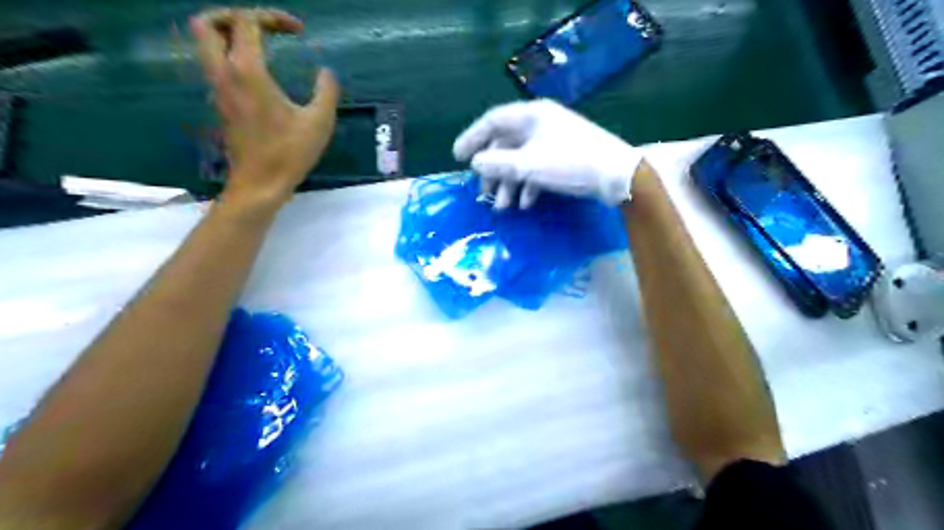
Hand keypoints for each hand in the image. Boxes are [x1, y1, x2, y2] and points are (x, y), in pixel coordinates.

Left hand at [188, 9, 342, 208]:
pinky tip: (259, 72)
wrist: (259, 185)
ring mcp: (218, 89)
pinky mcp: (221, 104)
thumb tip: (326, 73)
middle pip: (207, 24)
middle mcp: (224, 73)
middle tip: (263, 27)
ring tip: (261, 44)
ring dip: (230, 34)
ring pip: (206, 45)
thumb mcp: (319, 122)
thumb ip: (326, 91)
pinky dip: (232, 56)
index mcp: (247, 71)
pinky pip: (216, 65)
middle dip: (233, 15)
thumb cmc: (289, 153)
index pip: (246, 21)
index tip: (298, 31)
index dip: (272, 16)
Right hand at [452, 99, 645, 205]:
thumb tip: (475, 163)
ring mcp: (553, 140)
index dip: (472, 138)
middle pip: (505, 143)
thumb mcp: (528, 165)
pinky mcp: (563, 156)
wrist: (616, 175)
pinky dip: (528, 184)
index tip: (457, 158)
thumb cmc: (569, 164)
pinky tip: (526, 203)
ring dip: (510, 183)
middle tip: (483, 193)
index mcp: (531, 115)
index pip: (492, 121)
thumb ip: (497, 164)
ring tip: (504, 207)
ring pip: (521, 159)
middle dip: (493, 171)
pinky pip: (537, 167)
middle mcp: (540, 123)